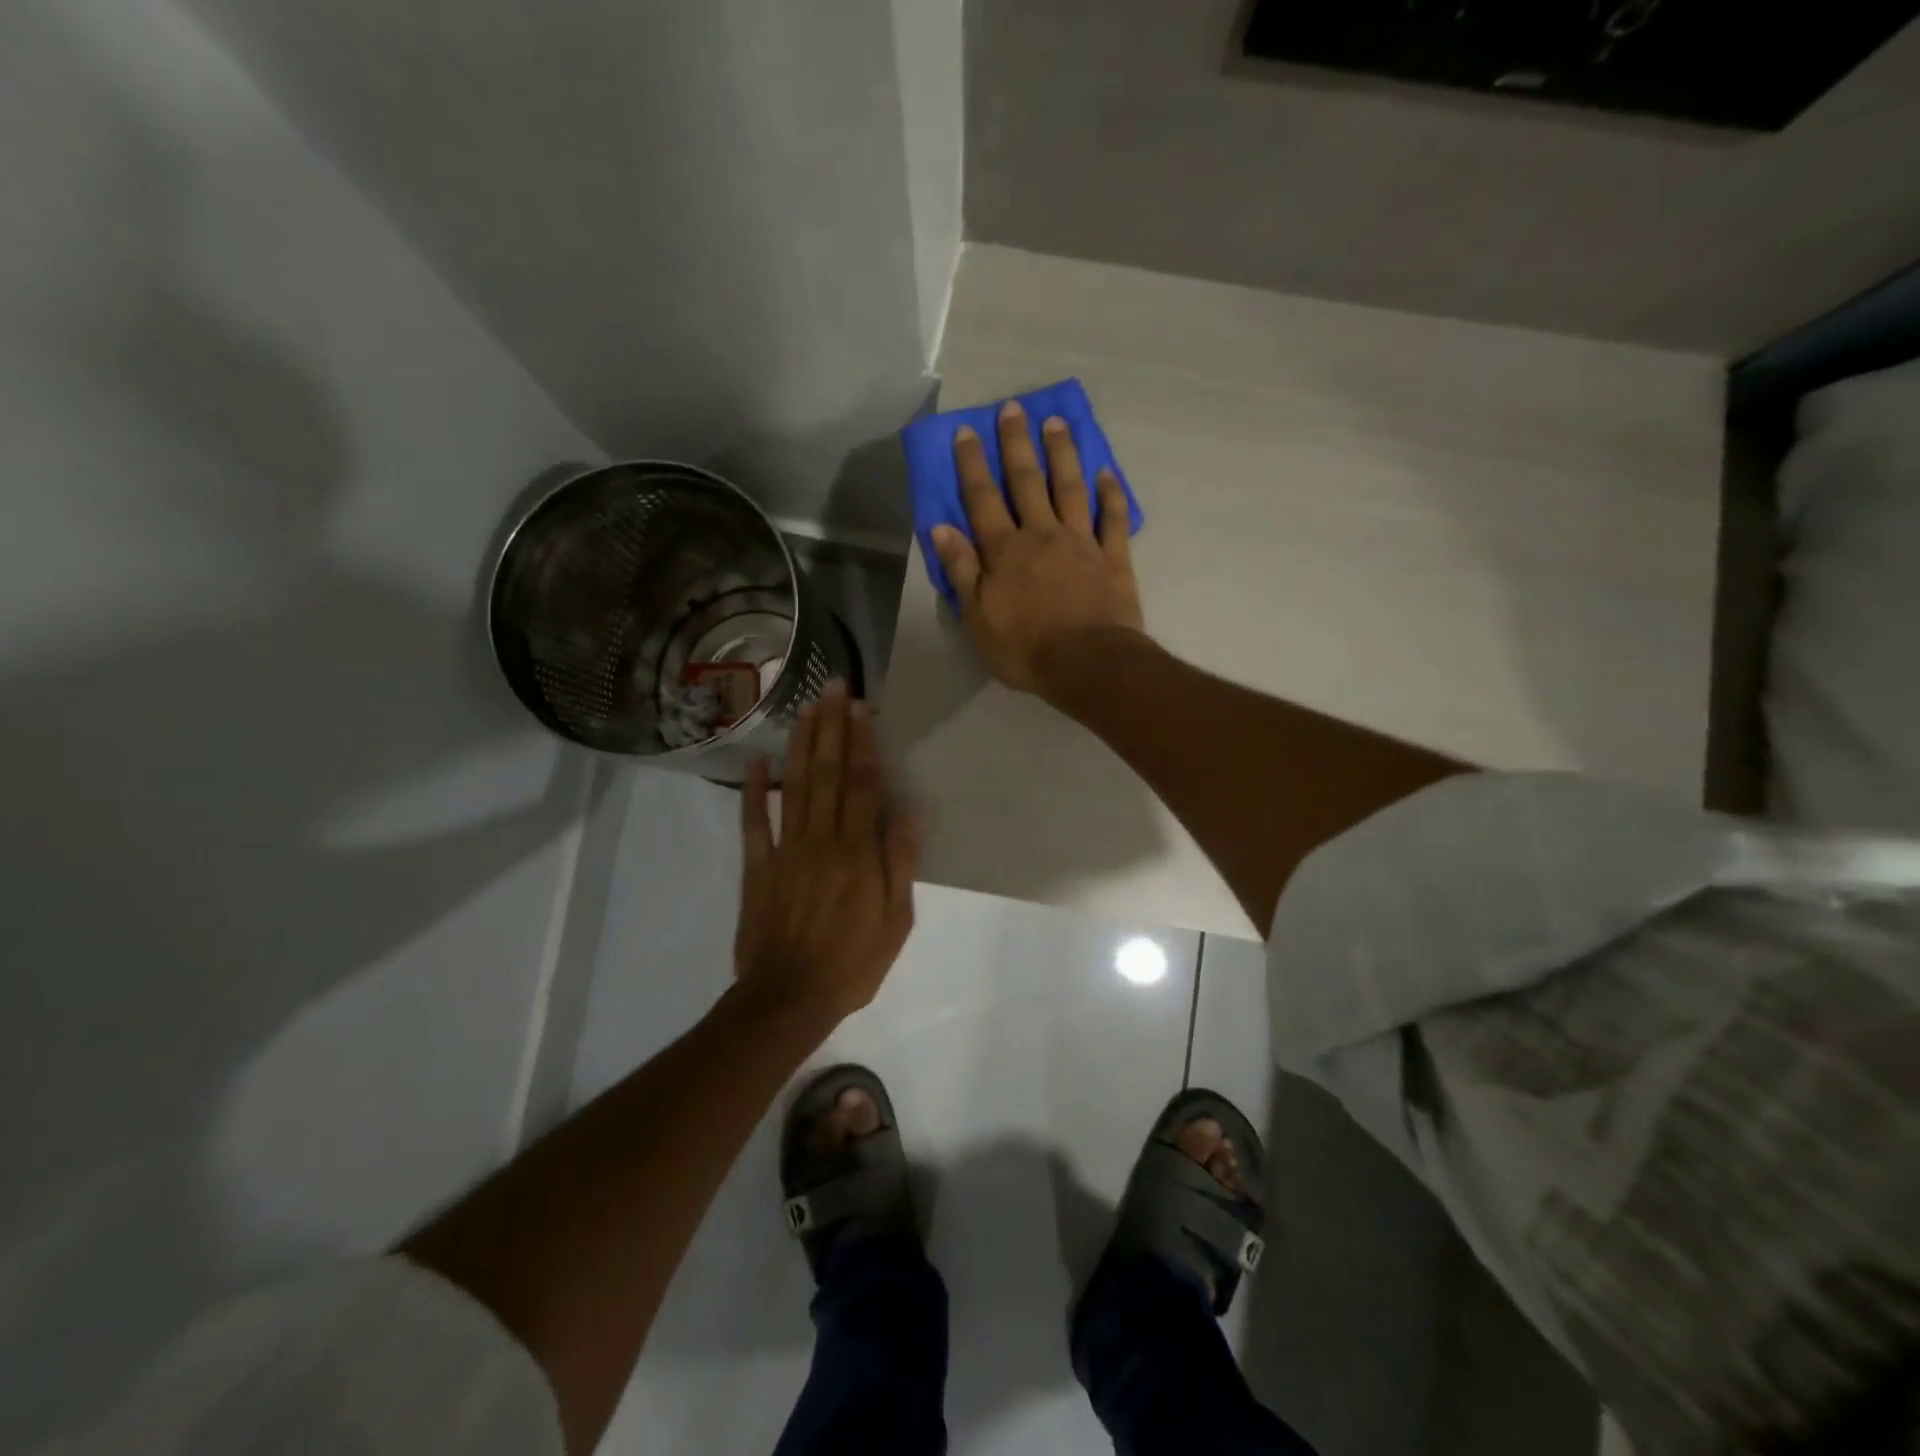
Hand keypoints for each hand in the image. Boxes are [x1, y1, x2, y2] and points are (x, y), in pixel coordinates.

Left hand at [734, 681, 920, 1022]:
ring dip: (799, 745)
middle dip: (831, 728)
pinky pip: (754, 823)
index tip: (861, 709)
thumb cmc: (852, 962)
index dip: (862, 744)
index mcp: (857, 852)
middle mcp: (821, 840)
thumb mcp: (895, 921)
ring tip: (805, 709)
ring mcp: (785, 851)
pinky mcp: (757, 867)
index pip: (862, 785)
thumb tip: (911, 813)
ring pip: (793, 788)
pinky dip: (753, 791)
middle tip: (831, 688)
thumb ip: (900, 864)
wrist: (789, 998)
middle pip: (826, 774)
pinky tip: (755, 760)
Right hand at [930, 399, 1145, 698]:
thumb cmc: (1024, 648)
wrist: (1087, 664)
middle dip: (1017, 444)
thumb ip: (961, 570)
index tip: (967, 430)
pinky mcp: (1113, 558)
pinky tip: (1107, 472)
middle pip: (1027, 481)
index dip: (972, 464)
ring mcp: (1081, 542)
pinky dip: (1110, 494)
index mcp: (1005, 550)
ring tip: (1056, 423)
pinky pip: (1112, 519)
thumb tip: (941, 527)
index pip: (982, 498)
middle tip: (1013, 408)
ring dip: (1062, 454)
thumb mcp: (977, 617)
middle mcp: (1042, 534)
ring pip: (1070, 488)